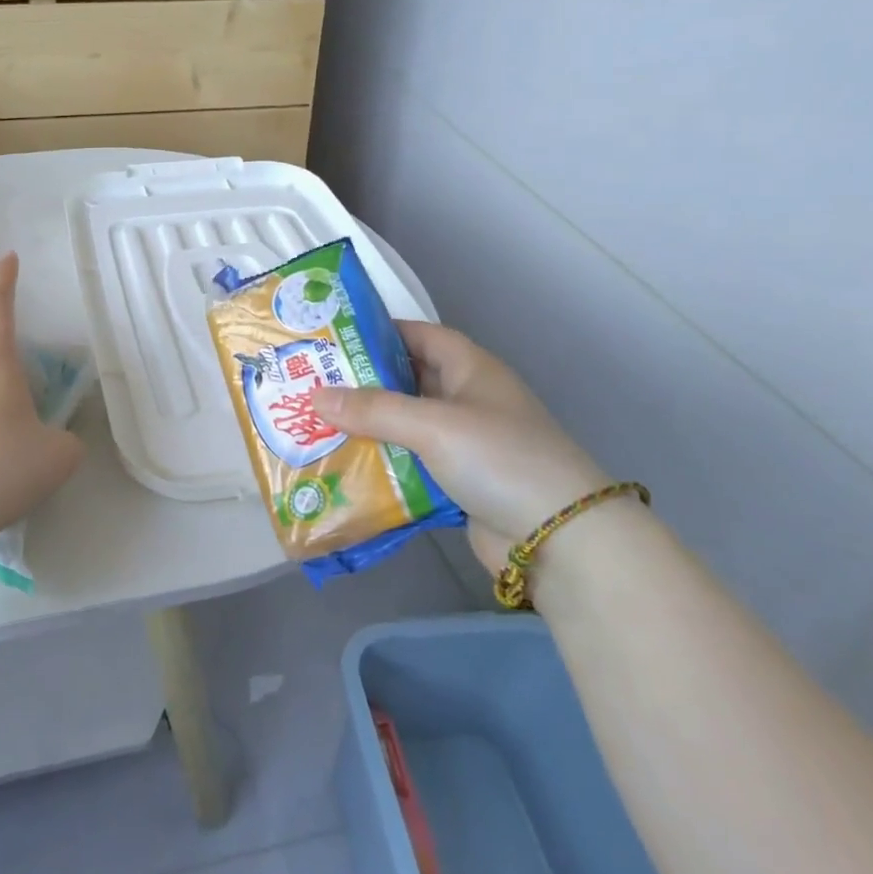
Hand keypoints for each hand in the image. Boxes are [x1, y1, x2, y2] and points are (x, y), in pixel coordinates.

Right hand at [310, 322, 607, 569]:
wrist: (561, 541)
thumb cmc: (500, 459)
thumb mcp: (434, 425)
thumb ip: (374, 409)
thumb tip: (315, 397)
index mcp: (471, 370)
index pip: (420, 336)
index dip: (381, 332)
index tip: (334, 338)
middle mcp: (468, 400)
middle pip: (408, 381)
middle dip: (363, 383)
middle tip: (311, 383)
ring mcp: (466, 444)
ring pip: (406, 425)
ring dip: (368, 427)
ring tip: (316, 424)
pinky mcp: (460, 483)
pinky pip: (411, 464)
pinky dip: (382, 464)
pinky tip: (344, 467)